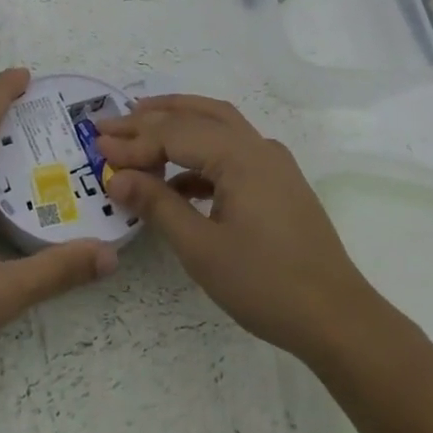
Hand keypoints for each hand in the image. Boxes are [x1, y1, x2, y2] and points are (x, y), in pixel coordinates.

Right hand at [95, 95, 376, 363]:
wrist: (336, 317)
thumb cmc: (265, 283)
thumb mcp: (201, 248)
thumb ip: (157, 205)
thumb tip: (116, 177)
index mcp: (240, 156)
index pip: (175, 134)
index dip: (133, 141)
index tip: (96, 147)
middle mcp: (258, 147)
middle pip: (198, 116)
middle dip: (152, 117)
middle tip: (111, 124)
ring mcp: (273, 163)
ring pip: (219, 126)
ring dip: (179, 125)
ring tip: (140, 133)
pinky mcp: (279, 183)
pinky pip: (232, 152)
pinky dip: (200, 155)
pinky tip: (178, 179)